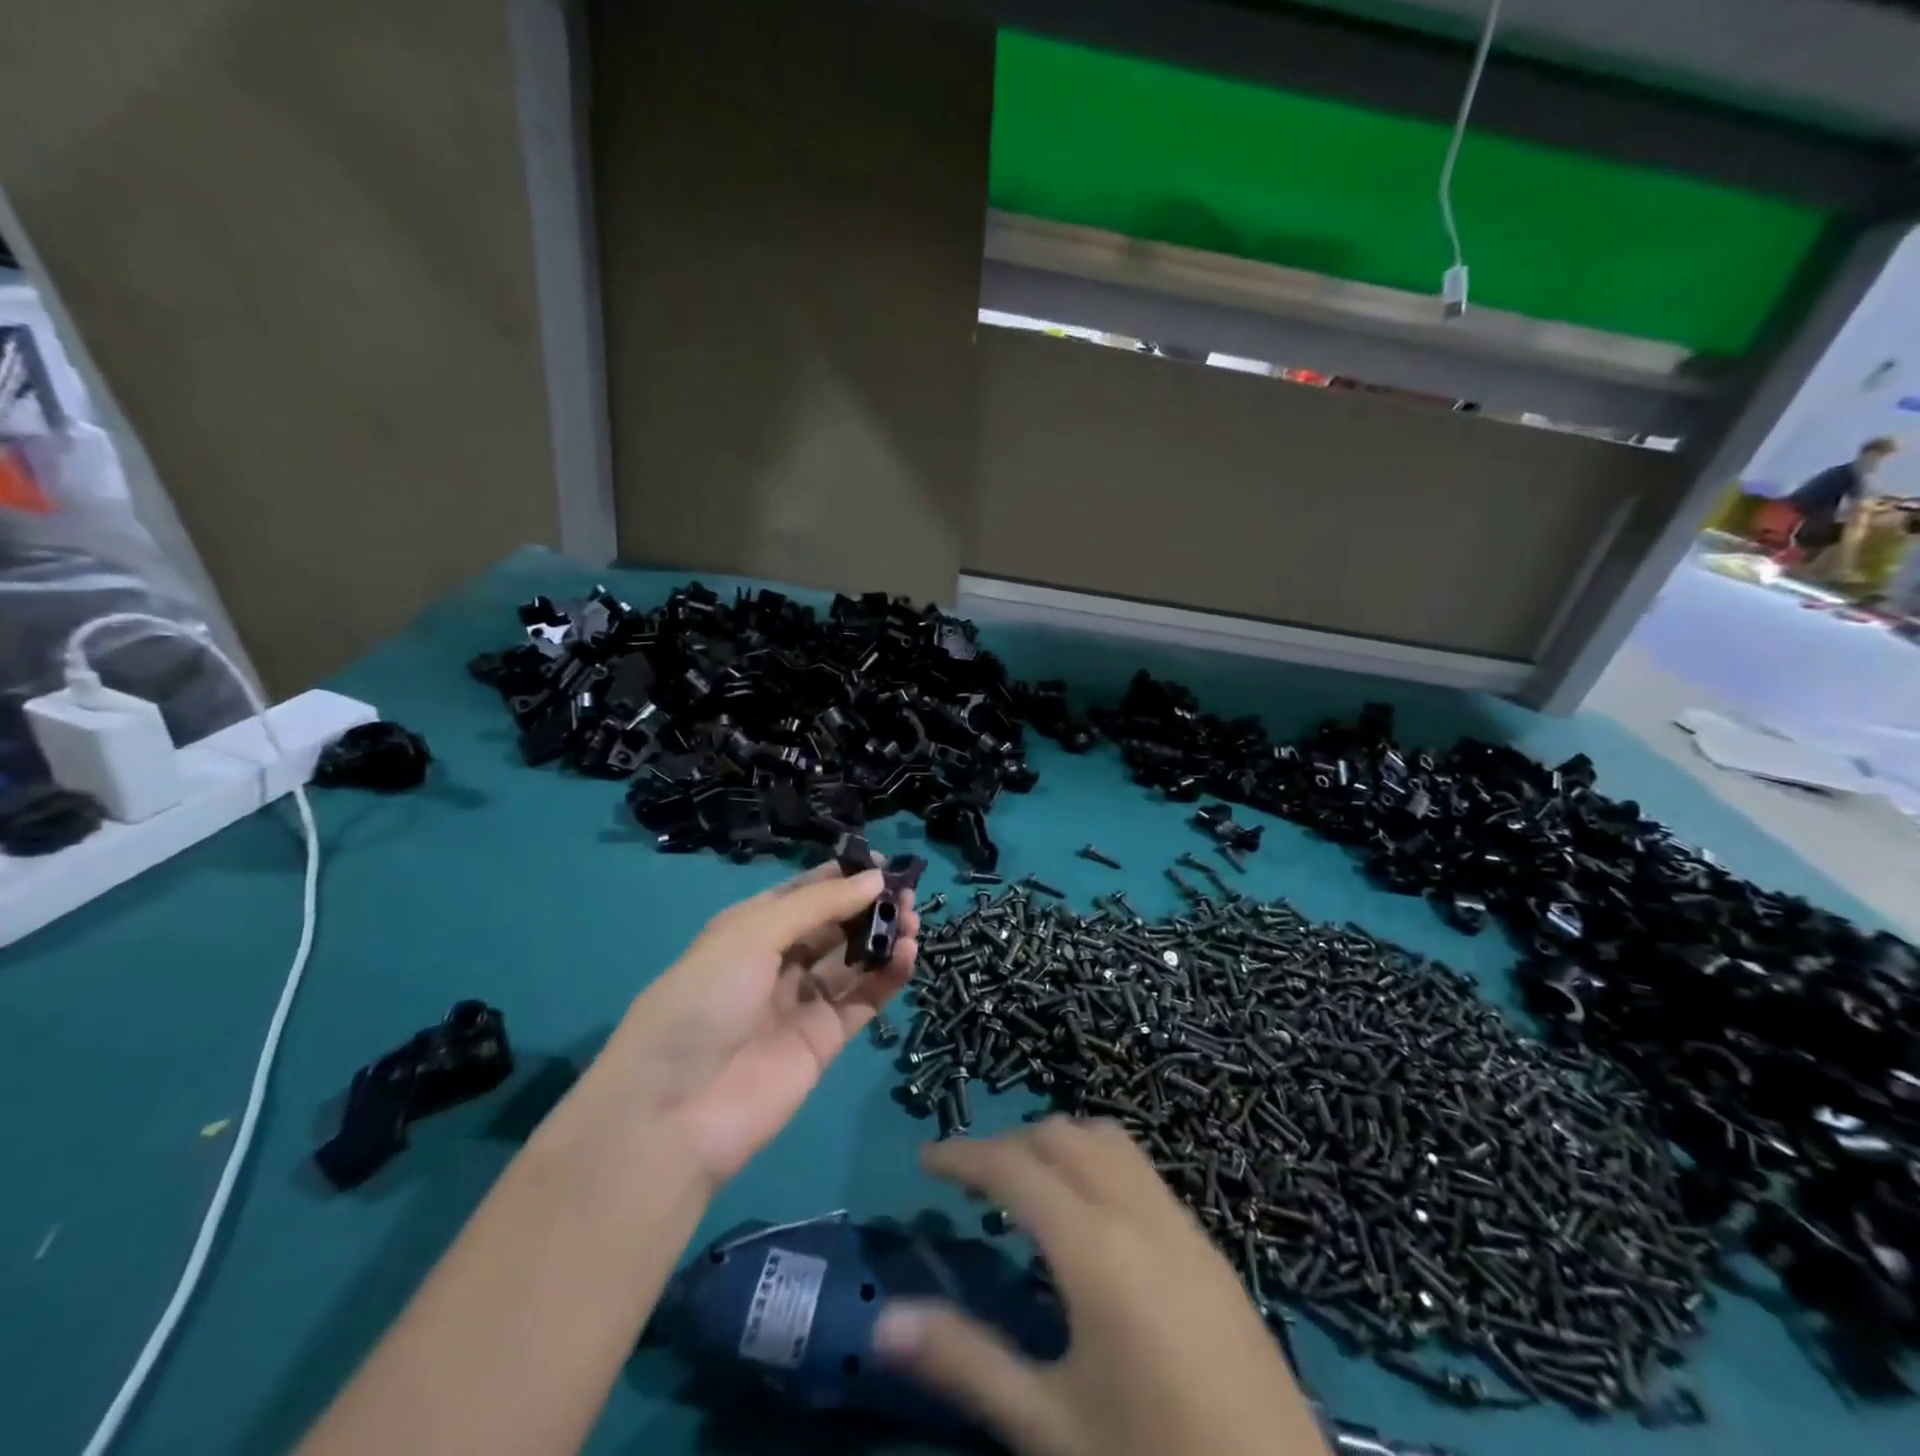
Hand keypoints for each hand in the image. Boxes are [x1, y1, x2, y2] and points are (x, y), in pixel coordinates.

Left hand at [591, 865, 917, 1185]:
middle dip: (869, 906)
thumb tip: (875, 878)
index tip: (883, 864)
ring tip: (914, 923)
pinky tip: (908, 956)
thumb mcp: (752, 935)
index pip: (804, 893)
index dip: (843, 877)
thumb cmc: (704, 1001)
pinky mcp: (824, 1041)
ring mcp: (801, 1003)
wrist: (674, 1113)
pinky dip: (888, 977)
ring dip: (883, 938)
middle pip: (834, 925)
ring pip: (853, 961)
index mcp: (750, 929)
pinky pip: (863, 1001)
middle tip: (907, 895)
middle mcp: (777, 961)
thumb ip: (818, 905)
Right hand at [872, 1119, 1320, 1455]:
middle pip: (1063, 1136)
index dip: (964, 1154)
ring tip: (1029, 1190)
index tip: (925, 1159)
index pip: (1014, 1167)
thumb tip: (883, 1323)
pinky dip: (1100, 1165)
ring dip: (1060, 1145)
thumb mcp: (1050, 1425)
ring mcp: (1182, 1224)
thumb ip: (966, 1361)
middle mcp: (1138, 1213)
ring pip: (1109, 1142)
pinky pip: (1141, 1171)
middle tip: (972, 1183)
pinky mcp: (1209, 1247)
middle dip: (1011, 1144)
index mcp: (1094, 1246)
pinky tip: (1092, 1224)